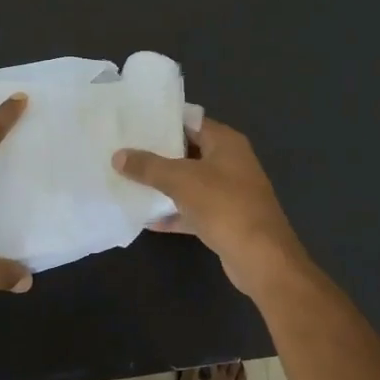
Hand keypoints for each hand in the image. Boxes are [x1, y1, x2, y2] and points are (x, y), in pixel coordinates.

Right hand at [111, 117, 310, 296]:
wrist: (261, 258)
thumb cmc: (224, 206)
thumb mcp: (181, 180)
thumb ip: (148, 167)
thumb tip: (118, 155)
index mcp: (226, 142)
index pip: (191, 121)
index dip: (163, 121)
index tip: (133, 123)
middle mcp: (230, 162)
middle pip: (188, 151)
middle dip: (158, 154)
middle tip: (124, 151)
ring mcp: (229, 192)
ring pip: (190, 183)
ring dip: (163, 185)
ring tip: (127, 181)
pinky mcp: (224, 219)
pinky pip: (193, 210)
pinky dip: (173, 213)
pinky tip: (145, 219)